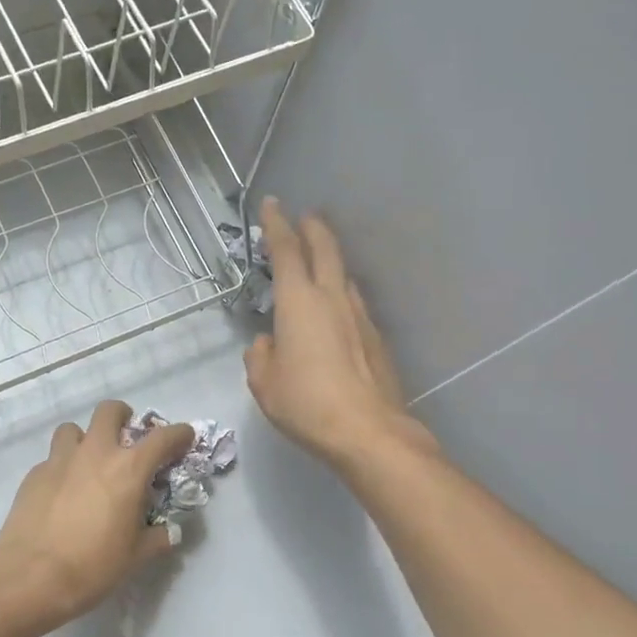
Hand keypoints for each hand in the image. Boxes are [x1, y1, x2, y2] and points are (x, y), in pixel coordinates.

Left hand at [0, 401, 196, 632]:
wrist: (29, 576)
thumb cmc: (93, 566)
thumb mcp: (136, 556)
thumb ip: (158, 538)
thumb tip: (169, 532)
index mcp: (128, 469)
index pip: (162, 438)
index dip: (179, 433)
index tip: (184, 437)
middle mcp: (95, 453)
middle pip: (109, 411)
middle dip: (122, 417)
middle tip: (126, 437)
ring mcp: (60, 460)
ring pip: (73, 429)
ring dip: (85, 439)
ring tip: (88, 463)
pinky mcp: (34, 474)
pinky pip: (52, 459)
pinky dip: (62, 467)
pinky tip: (62, 493)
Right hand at [245, 197, 434, 471]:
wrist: (368, 431)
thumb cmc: (306, 403)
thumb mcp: (264, 383)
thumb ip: (259, 356)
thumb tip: (267, 343)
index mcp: (299, 302)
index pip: (286, 251)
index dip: (277, 225)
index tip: (272, 205)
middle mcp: (332, 298)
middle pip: (325, 249)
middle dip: (313, 228)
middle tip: (305, 216)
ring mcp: (359, 316)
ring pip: (343, 275)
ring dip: (330, 260)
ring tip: (319, 261)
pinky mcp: (376, 338)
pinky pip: (353, 303)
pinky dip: (340, 294)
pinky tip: (335, 310)